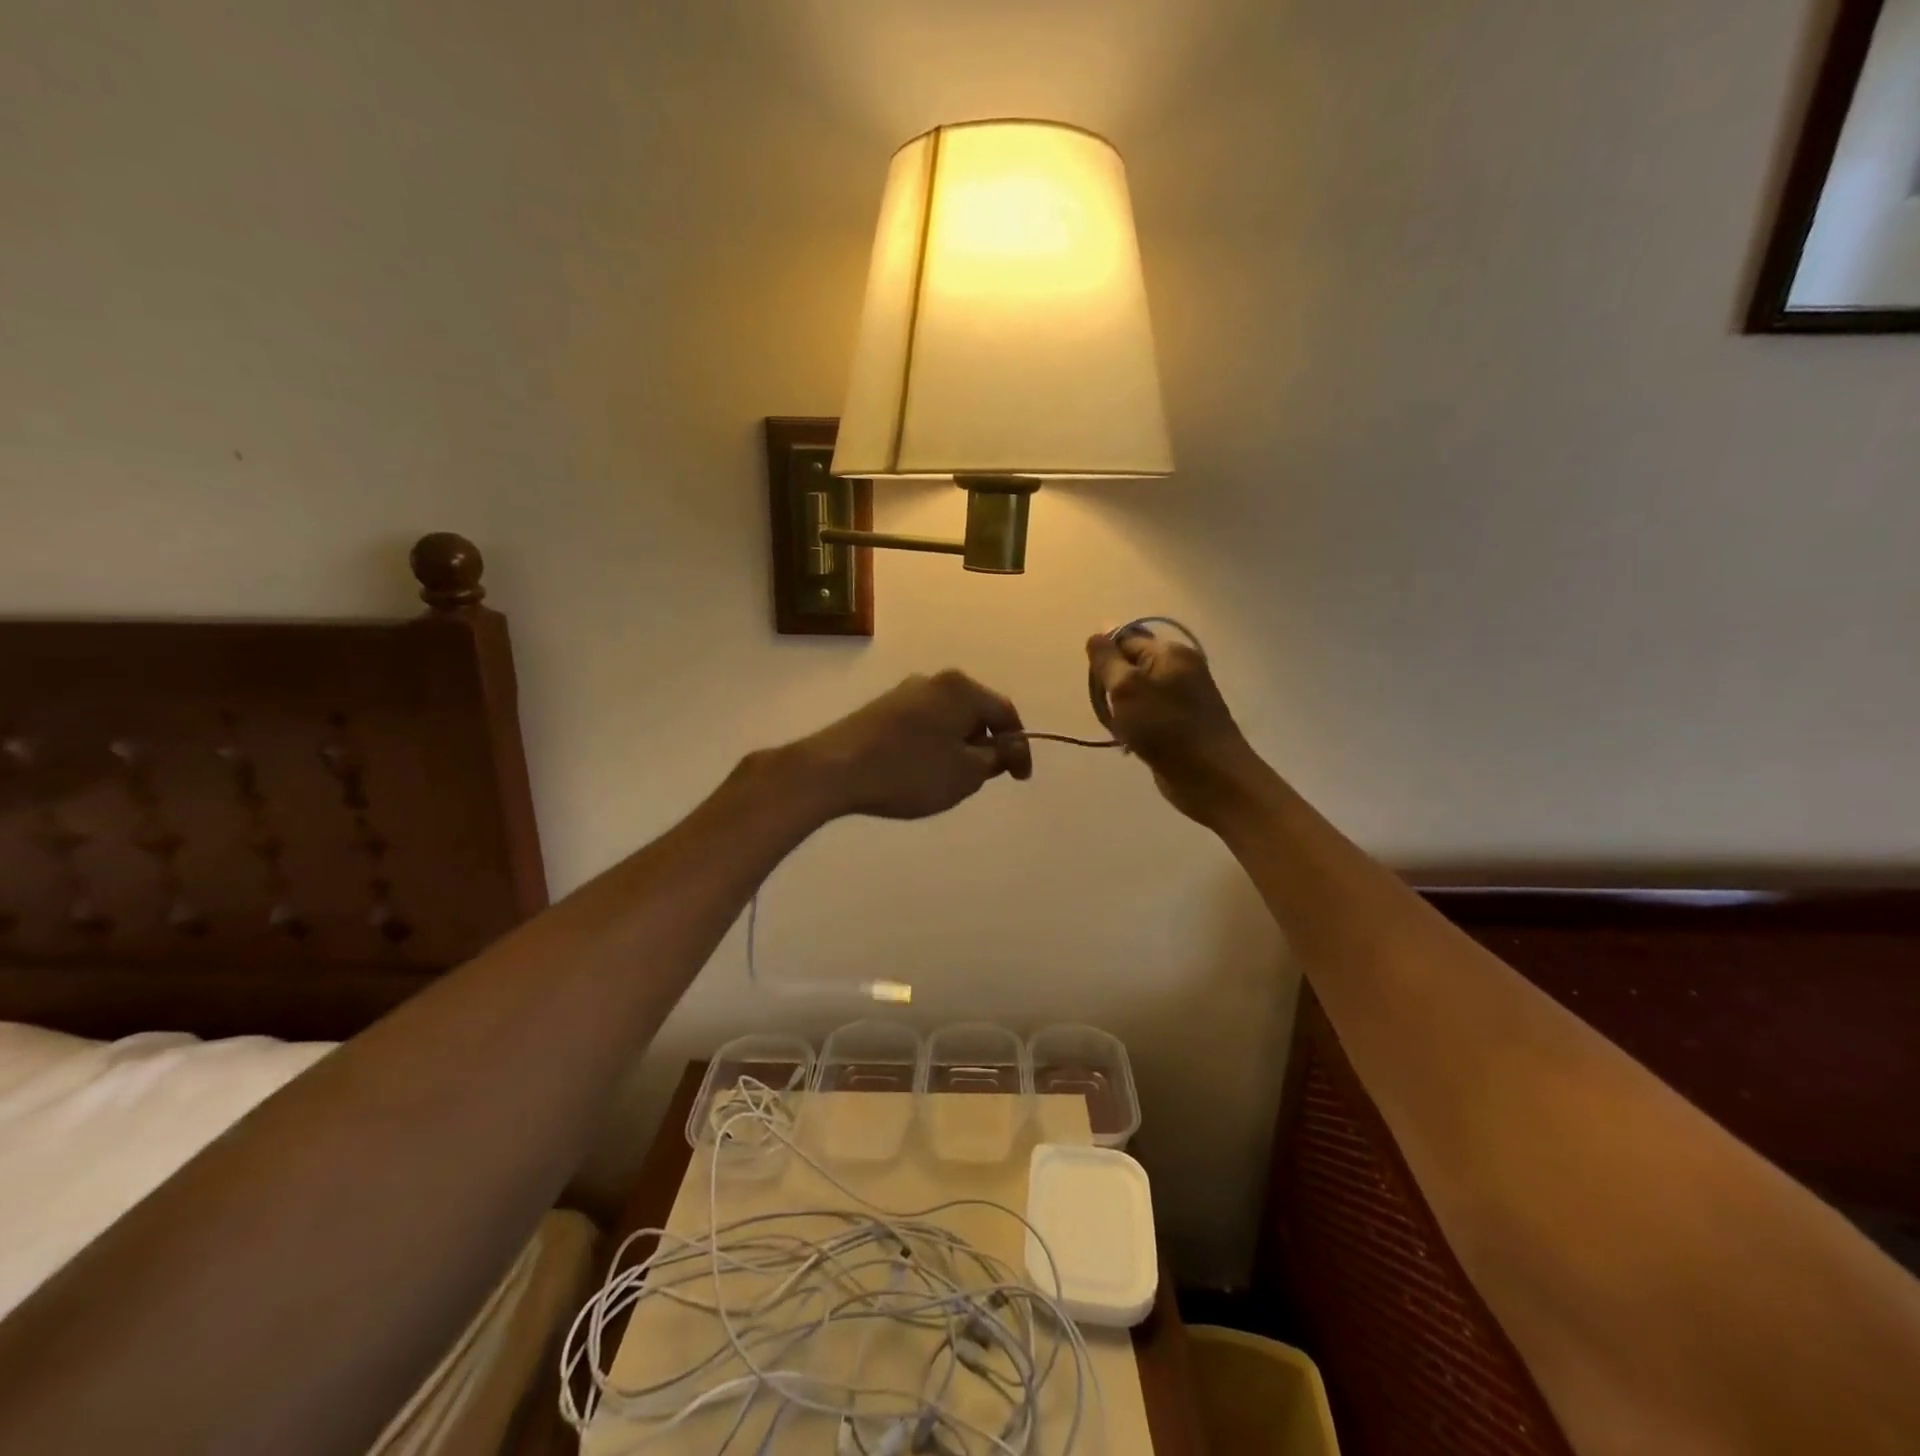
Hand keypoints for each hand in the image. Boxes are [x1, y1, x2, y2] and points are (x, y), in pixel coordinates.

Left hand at [795, 670, 1032, 819]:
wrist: (834, 769)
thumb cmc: (910, 771)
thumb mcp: (965, 773)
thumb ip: (996, 758)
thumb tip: (1010, 746)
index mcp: (961, 689)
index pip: (1005, 713)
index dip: (1019, 747)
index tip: (1020, 779)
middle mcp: (934, 681)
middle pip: (975, 711)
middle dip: (986, 744)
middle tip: (985, 778)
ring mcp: (904, 692)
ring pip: (947, 718)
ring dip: (958, 745)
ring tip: (952, 778)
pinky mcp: (881, 709)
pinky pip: (922, 724)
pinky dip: (933, 745)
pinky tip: (921, 770)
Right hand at [1086, 630, 1255, 819]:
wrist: (1210, 777)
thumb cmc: (1165, 728)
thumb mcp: (1127, 688)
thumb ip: (1107, 660)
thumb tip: (1096, 635)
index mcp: (1170, 652)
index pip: (1125, 639)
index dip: (1105, 660)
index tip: (1098, 687)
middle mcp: (1180, 668)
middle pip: (1131, 666)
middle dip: (1112, 687)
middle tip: (1110, 711)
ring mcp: (1183, 696)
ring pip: (1137, 693)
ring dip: (1122, 710)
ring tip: (1121, 730)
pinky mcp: (1182, 722)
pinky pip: (1148, 714)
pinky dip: (1135, 725)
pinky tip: (1132, 741)